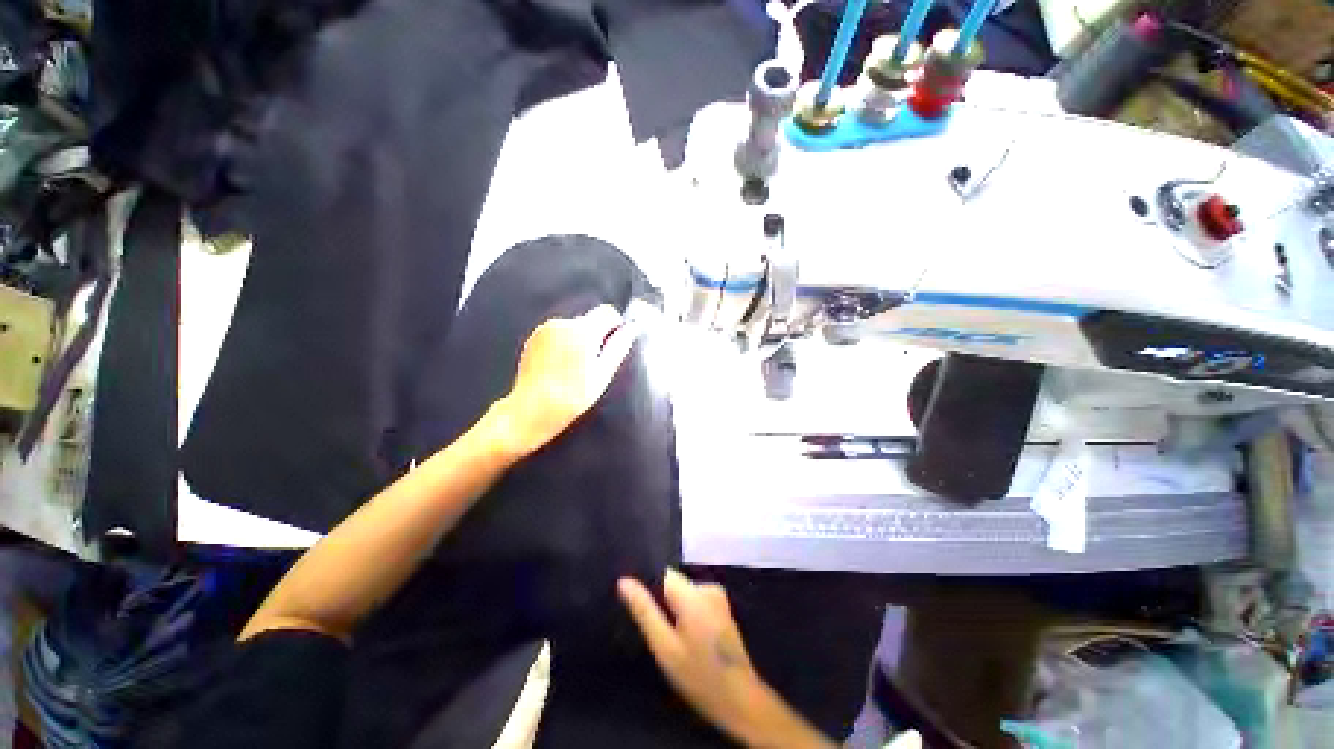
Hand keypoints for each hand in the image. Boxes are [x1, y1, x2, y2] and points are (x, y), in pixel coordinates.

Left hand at [488, 305, 637, 459]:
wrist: (531, 410)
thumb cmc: (573, 396)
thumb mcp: (603, 374)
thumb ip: (619, 346)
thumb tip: (631, 328)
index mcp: (583, 330)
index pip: (608, 312)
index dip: (616, 325)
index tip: (615, 344)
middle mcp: (563, 323)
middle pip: (589, 320)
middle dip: (596, 336)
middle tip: (595, 364)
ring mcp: (545, 329)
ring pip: (572, 327)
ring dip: (578, 340)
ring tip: (575, 368)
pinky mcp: (533, 339)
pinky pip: (556, 334)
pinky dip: (563, 345)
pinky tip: (559, 367)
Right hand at [619, 570, 834, 748]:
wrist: (741, 699)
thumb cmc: (699, 675)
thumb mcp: (665, 648)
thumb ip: (645, 611)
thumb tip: (624, 581)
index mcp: (693, 592)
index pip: (662, 573)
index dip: (647, 585)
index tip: (636, 603)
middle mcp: (707, 586)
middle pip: (673, 583)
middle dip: (661, 601)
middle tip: (655, 630)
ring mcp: (717, 595)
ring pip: (683, 593)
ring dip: (673, 609)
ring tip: (669, 636)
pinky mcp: (722, 606)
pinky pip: (695, 600)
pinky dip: (686, 613)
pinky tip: (685, 636)